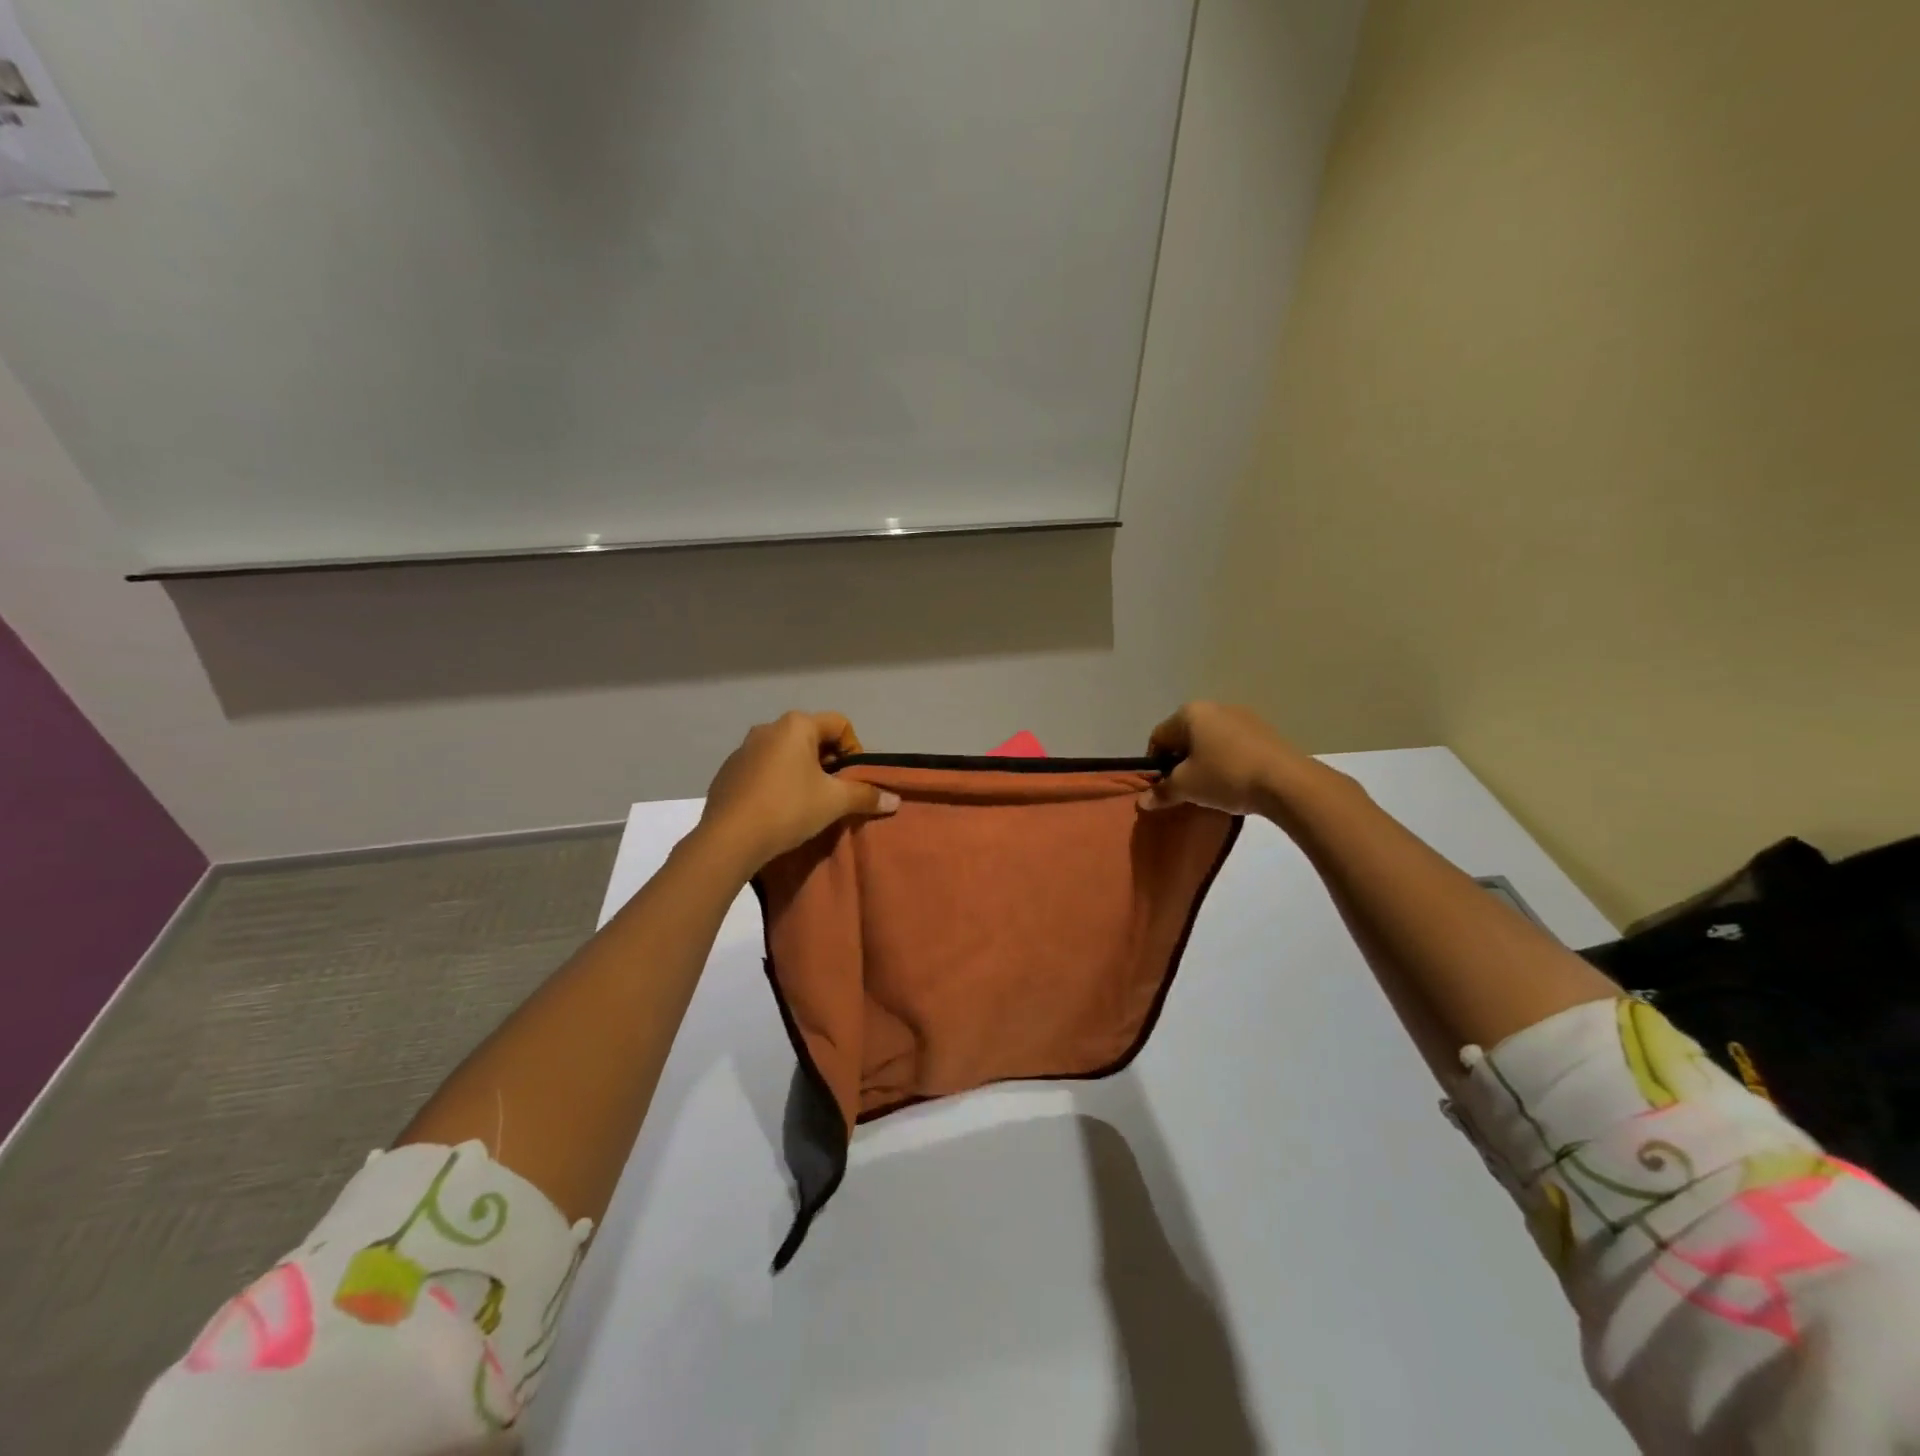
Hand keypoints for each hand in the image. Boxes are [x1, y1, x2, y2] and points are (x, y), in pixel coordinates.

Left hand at [697, 711, 899, 873]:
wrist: (729, 839)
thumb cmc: (788, 809)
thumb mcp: (833, 802)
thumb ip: (865, 795)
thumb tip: (895, 800)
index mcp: (796, 725)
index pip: (839, 724)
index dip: (854, 750)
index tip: (853, 779)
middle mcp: (768, 728)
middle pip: (812, 737)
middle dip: (828, 762)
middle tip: (834, 792)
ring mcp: (743, 749)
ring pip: (786, 754)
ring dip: (802, 772)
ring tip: (807, 803)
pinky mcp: (728, 771)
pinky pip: (763, 769)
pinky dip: (777, 782)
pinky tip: (778, 809)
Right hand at [1138, 702, 1310, 815]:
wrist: (1286, 782)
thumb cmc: (1225, 776)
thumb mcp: (1186, 787)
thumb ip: (1162, 791)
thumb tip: (1142, 801)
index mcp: (1190, 713)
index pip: (1158, 738)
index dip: (1154, 765)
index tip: (1162, 788)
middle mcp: (1214, 707)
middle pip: (1185, 737)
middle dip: (1180, 763)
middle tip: (1185, 789)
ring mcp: (1243, 717)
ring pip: (1210, 742)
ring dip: (1204, 763)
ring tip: (1211, 788)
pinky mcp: (1264, 731)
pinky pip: (1233, 746)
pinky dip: (1226, 761)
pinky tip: (1234, 782)